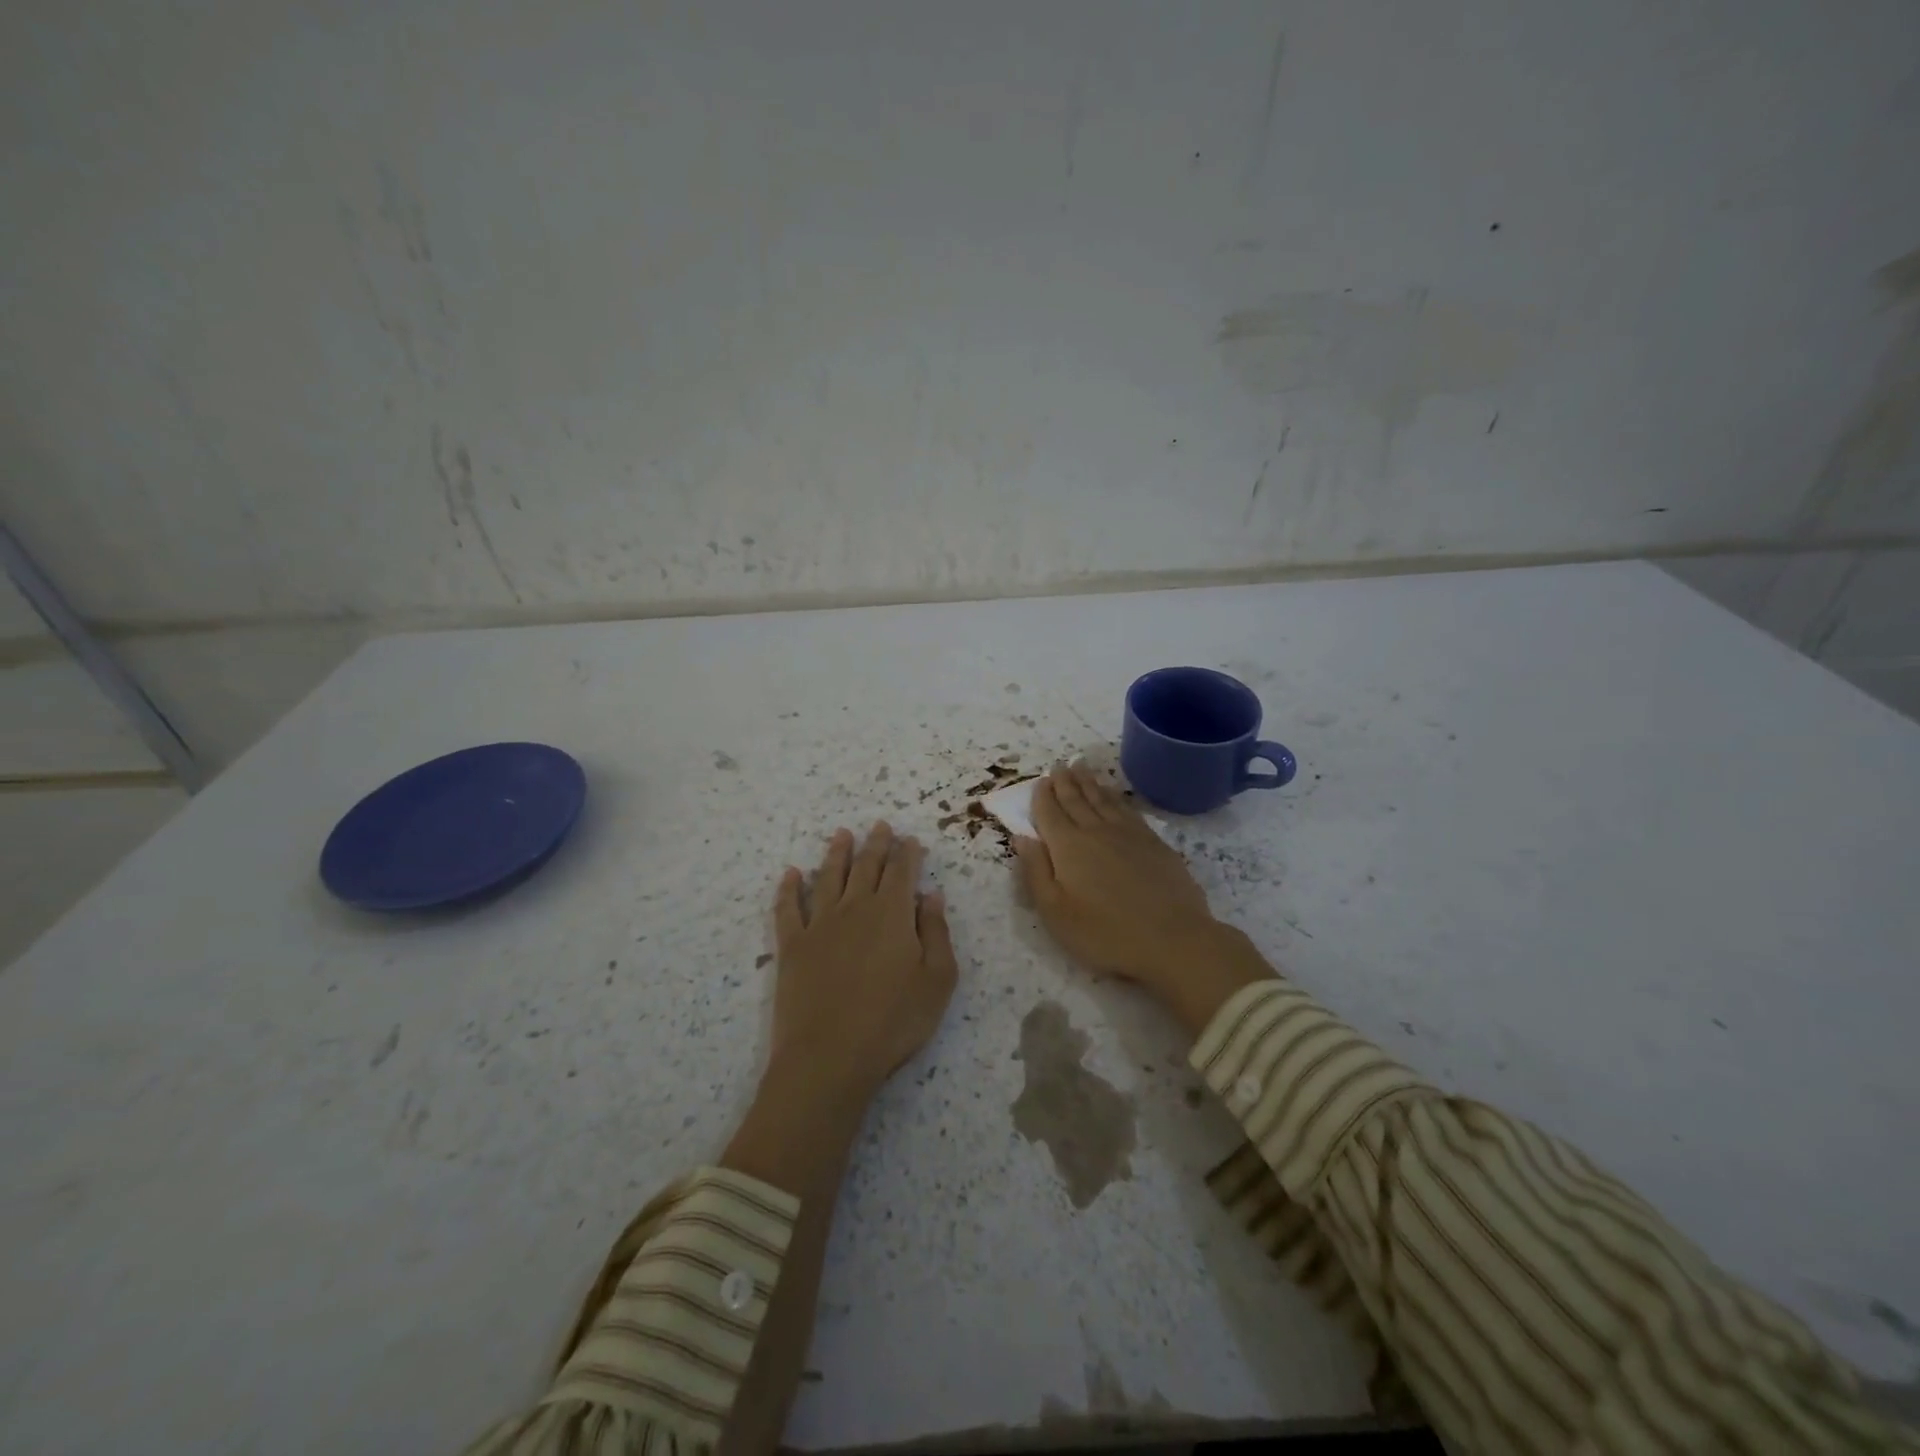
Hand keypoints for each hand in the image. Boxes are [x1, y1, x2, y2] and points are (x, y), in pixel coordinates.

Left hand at [768, 821, 958, 1106]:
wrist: (829, 1057)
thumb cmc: (894, 1021)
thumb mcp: (937, 980)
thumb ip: (936, 933)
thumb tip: (931, 895)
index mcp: (892, 914)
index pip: (902, 872)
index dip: (907, 853)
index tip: (910, 838)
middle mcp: (855, 908)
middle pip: (866, 867)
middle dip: (876, 844)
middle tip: (879, 825)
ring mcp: (819, 925)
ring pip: (828, 878)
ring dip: (836, 854)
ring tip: (841, 834)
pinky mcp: (791, 946)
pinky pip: (788, 908)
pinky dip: (788, 888)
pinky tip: (790, 874)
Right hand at [1015, 764, 1271, 1033]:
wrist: (1173, 939)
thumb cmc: (1105, 934)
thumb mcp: (1056, 912)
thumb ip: (1035, 872)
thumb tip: (1021, 837)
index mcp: (1068, 847)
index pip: (1049, 813)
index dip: (1042, 796)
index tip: (1039, 781)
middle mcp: (1096, 831)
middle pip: (1076, 799)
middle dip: (1064, 781)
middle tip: (1059, 765)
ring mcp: (1128, 834)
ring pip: (1103, 799)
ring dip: (1089, 782)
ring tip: (1081, 767)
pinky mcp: (1154, 842)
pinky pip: (1128, 809)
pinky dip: (1115, 797)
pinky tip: (1113, 795)